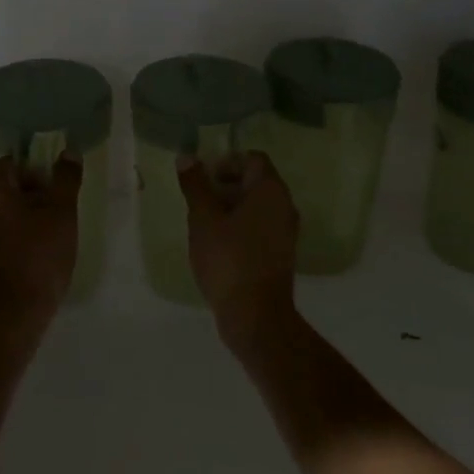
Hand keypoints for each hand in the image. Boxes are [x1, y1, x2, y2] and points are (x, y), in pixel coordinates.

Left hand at [0, 154, 82, 340]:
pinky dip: (17, 233)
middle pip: (8, 186)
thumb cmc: (38, 258)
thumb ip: (66, 179)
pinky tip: (38, 252)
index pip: (13, 162)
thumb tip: (69, 152)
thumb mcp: (61, 214)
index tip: (59, 186)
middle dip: (35, 192)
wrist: (11, 317)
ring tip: (53, 233)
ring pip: (3, 211)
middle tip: (61, 210)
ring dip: (27, 214)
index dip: (39, 168)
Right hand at [178, 151, 299, 350]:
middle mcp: (284, 205)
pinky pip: (260, 227)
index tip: (203, 179)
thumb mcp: (203, 218)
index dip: (226, 162)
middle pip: (255, 181)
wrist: (256, 316)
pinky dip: (240, 227)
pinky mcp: (281, 254)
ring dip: (230, 207)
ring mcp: (286, 231)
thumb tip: (187, 157)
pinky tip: (218, 245)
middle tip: (198, 201)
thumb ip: (195, 185)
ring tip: (204, 224)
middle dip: (225, 185)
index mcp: (270, 190)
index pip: (252, 158)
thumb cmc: (228, 259)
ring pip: (257, 206)